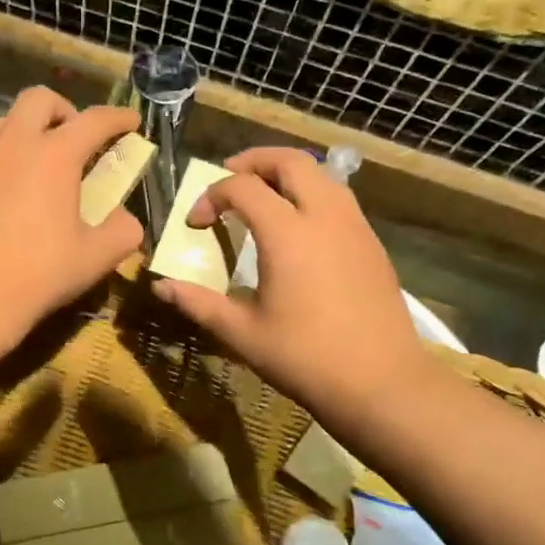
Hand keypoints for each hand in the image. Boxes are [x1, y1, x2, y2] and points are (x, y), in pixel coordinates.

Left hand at [0, 87, 143, 367]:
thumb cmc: (39, 275)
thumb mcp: (96, 257)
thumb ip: (123, 230)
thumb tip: (126, 219)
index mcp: (54, 156)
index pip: (94, 120)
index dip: (118, 117)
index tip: (131, 122)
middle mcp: (13, 146)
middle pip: (39, 99)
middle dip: (65, 110)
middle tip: (76, 139)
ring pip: (5, 122)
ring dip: (29, 130)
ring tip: (40, 162)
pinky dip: (3, 159)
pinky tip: (8, 191)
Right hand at [149, 148, 428, 418]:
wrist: (382, 383)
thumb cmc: (305, 358)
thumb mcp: (242, 333)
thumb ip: (199, 303)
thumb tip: (161, 287)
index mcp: (287, 233)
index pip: (242, 188)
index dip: (210, 196)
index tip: (195, 223)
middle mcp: (324, 216)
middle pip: (290, 161)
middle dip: (253, 161)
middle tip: (228, 176)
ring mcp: (355, 227)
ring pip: (321, 175)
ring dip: (287, 174)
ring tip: (262, 194)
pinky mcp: (372, 244)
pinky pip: (339, 198)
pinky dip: (311, 194)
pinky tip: (299, 227)